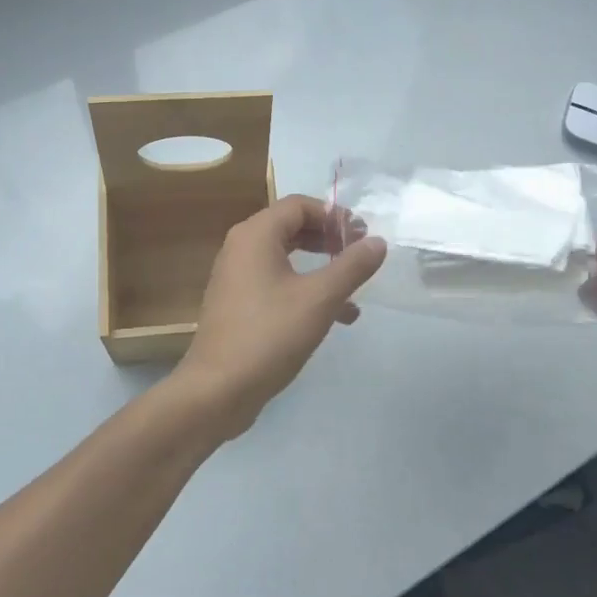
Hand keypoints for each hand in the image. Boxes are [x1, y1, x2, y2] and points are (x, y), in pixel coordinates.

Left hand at [169, 194, 386, 441]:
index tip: (362, 235)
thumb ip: (352, 267)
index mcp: (256, 235)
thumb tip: (378, 242)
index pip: (299, 205)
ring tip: (354, 289)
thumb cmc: (269, 335)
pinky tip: (334, 317)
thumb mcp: (320, 299)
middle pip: (291, 227)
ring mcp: (236, 278)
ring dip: (321, 268)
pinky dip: (304, 290)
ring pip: (286, 258)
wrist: (217, 390)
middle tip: (359, 254)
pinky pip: (276, 283)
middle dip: (329, 239)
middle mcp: (241, 248)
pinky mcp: (237, 305)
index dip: (334, 215)